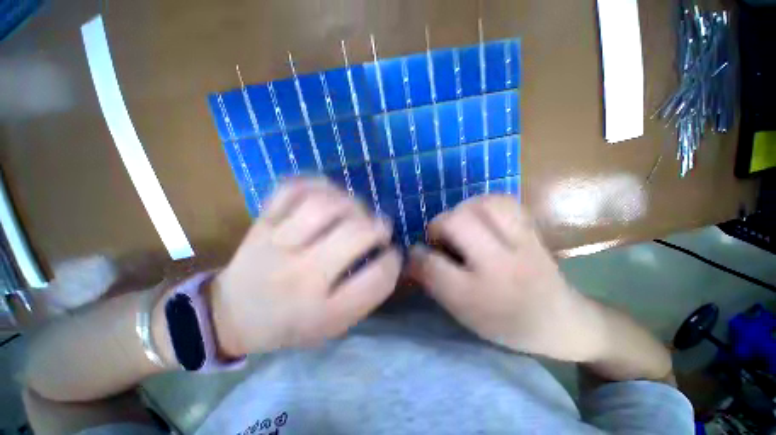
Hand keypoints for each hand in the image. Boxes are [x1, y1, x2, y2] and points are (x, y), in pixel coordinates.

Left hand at [210, 178, 400, 356]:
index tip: (392, 254)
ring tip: (355, 211)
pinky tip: (329, 195)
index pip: (377, 278)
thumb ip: (365, 294)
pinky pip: (293, 188)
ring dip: (352, 203)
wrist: (232, 315)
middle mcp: (301, 276)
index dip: (394, 260)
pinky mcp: (262, 222)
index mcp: (323, 311)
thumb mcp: (334, 325)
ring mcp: (277, 244)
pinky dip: (318, 184)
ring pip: (325, 205)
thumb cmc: (291, 324)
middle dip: (379, 226)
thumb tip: (388, 255)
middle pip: (356, 234)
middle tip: (380, 228)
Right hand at [408, 195, 604, 361]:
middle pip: (456, 223)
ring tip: (461, 225)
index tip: (415, 254)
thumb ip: (433, 281)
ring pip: (481, 204)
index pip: (433, 266)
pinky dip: (483, 204)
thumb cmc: (505, 322)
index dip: (417, 256)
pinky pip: (502, 200)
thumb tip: (413, 255)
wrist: (559, 320)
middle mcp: (503, 263)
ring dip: (461, 211)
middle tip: (442, 239)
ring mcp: (522, 241)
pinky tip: (480, 217)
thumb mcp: (463, 311)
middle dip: (439, 226)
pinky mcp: (531, 228)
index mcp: (481, 295)